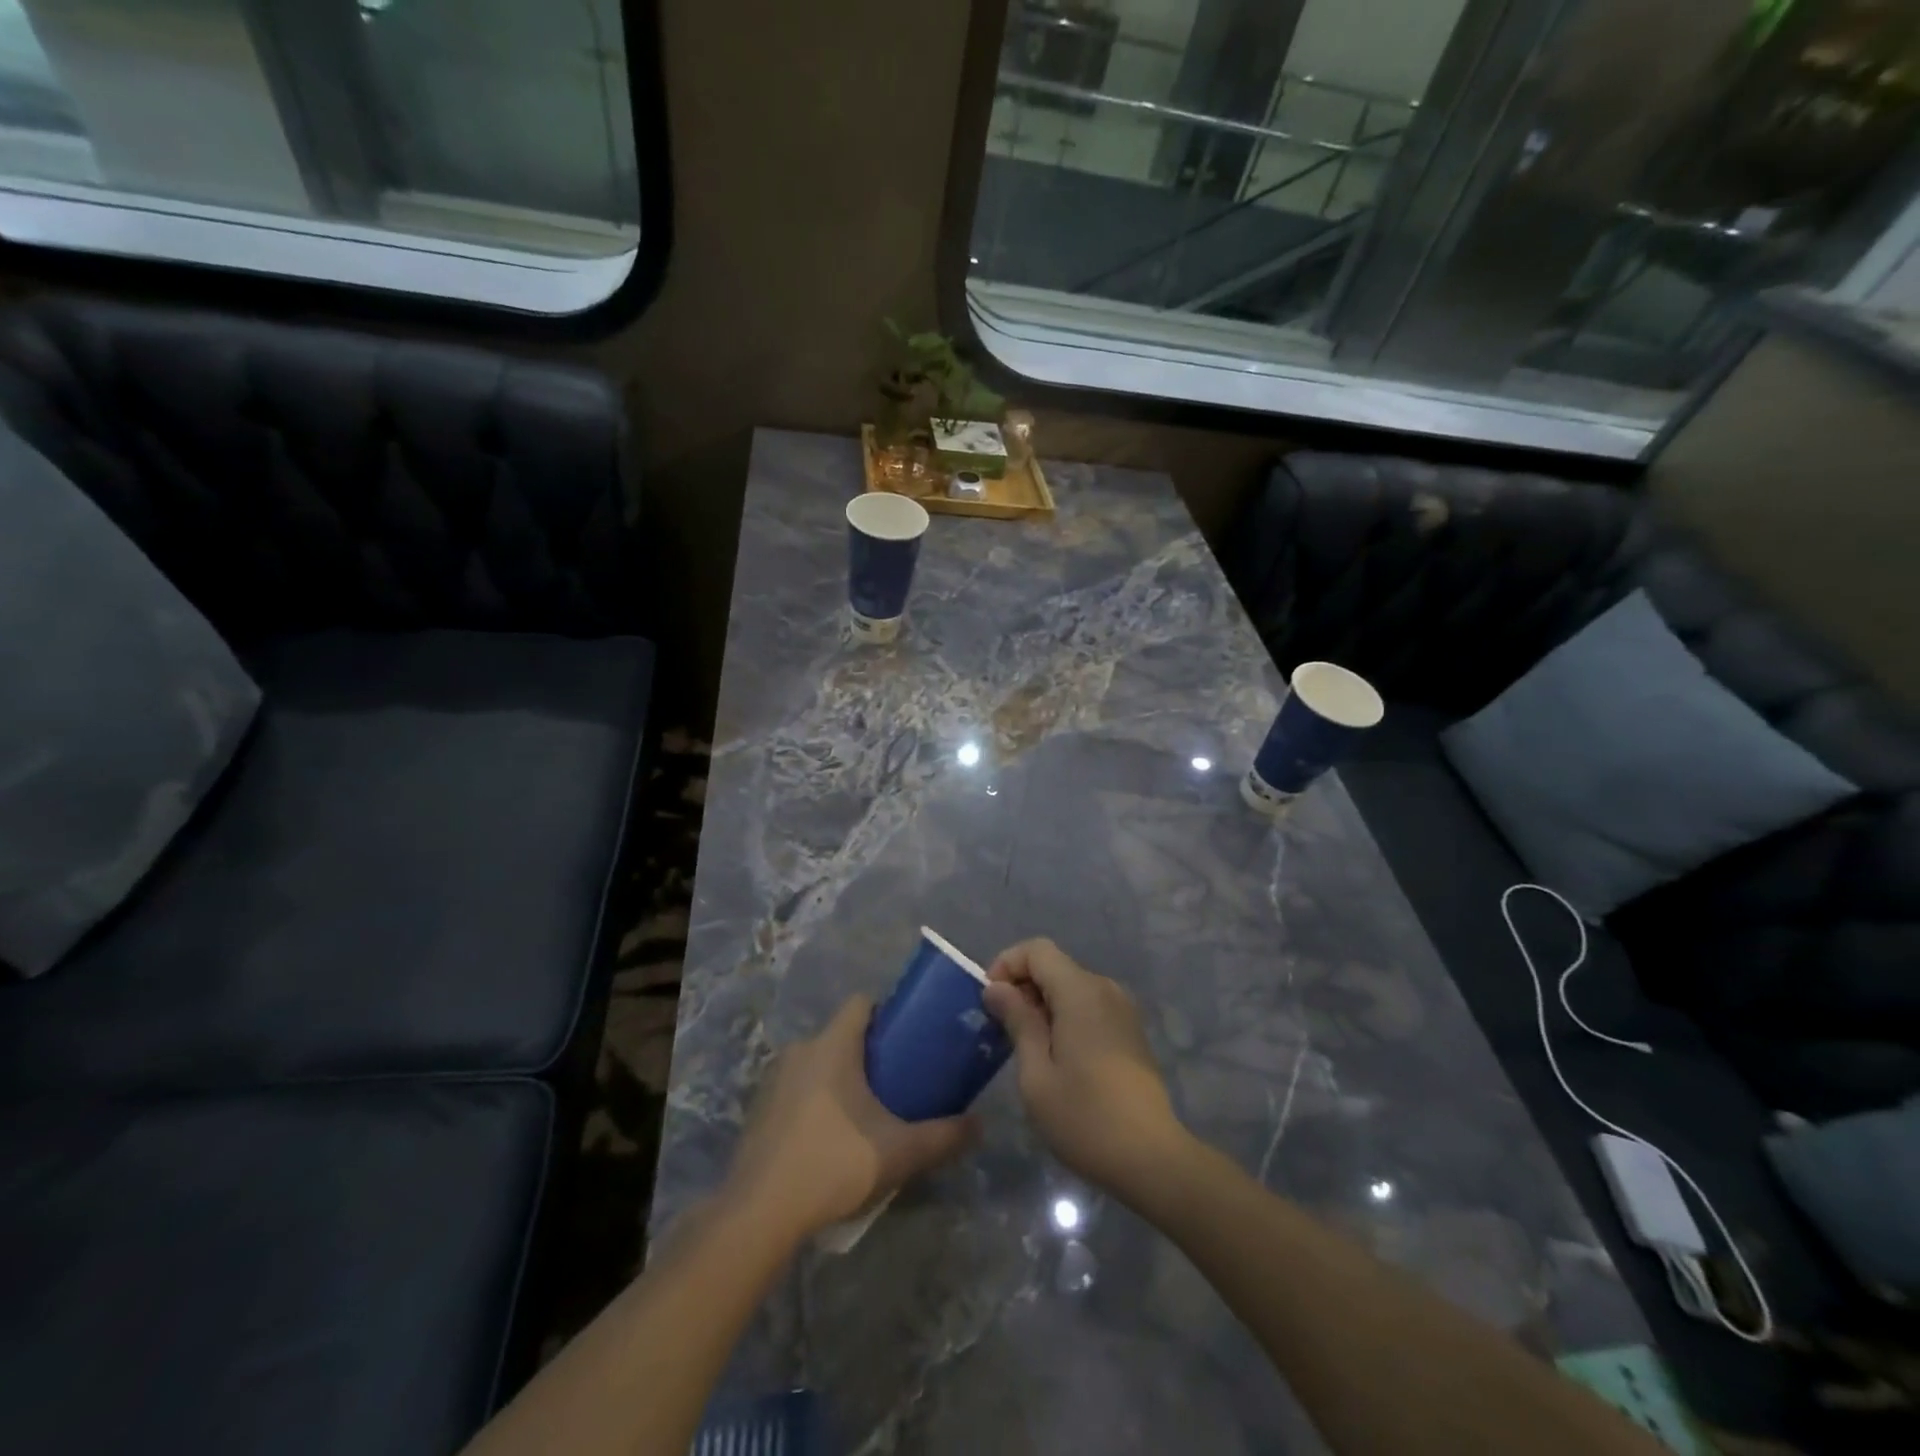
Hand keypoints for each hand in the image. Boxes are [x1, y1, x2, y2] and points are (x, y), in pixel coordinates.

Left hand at [722, 996, 979, 1241]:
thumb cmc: (833, 1163)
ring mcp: (775, 1079)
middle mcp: (801, 1050)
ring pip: (818, 1063)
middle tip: (897, 1081)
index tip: (909, 1038)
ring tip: (867, 1112)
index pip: (862, 1003)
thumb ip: (943, 1136)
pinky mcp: (760, 1110)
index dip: (887, 1013)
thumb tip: (979, 1124)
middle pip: (841, 1034)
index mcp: (833, 1044)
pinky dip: (816, 1101)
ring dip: (840, 1078)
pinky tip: (830, 1138)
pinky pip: (797, 1089)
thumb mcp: (900, 1152)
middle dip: (868, 1052)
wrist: (759, 1213)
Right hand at [982, 938, 1191, 1203]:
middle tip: (1002, 1030)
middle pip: (1054, 966)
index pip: (1036, 949)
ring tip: (1026, 1047)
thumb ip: (1017, 1021)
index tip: (990, 1002)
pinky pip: (1088, 1006)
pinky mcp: (1130, 1030)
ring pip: (1071, 987)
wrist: (1152, 1158)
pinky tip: (1057, 1057)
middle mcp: (1104, 989)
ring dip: (1042, 1004)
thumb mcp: (1036, 1073)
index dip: (1006, 965)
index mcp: (1080, 991)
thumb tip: (997, 988)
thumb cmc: (1085, 1117)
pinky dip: (1065, 1016)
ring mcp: (1122, 1009)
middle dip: (1022, 987)